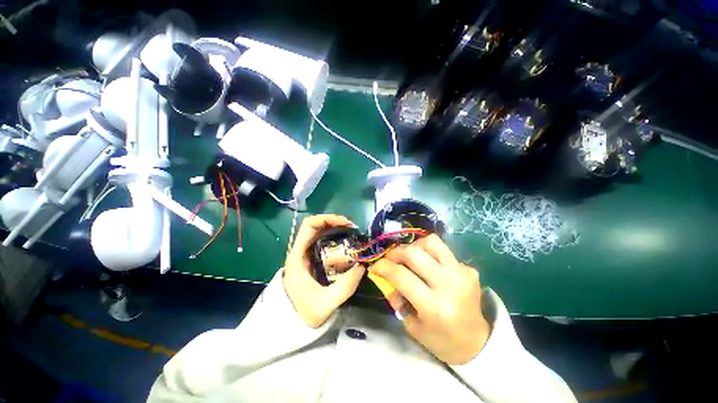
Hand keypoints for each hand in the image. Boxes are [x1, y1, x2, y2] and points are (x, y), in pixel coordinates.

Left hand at [283, 214, 364, 327]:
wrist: (291, 322)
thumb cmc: (303, 312)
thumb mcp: (325, 303)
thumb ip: (346, 287)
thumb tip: (363, 265)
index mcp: (298, 256)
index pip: (309, 225)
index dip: (327, 219)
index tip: (345, 224)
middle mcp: (300, 250)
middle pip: (316, 225)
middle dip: (335, 222)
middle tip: (352, 228)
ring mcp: (306, 253)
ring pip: (320, 231)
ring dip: (336, 228)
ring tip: (352, 232)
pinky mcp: (312, 257)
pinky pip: (323, 240)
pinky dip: (335, 236)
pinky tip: (347, 241)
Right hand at [369, 234, 489, 364]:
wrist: (477, 342)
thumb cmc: (441, 340)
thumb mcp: (412, 325)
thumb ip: (396, 298)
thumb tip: (384, 275)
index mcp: (434, 307)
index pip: (401, 276)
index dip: (383, 266)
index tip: (375, 265)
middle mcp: (449, 286)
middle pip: (414, 253)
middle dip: (395, 252)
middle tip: (389, 258)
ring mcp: (462, 274)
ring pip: (431, 242)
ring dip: (414, 246)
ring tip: (409, 256)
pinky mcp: (469, 269)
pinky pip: (443, 250)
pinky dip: (430, 253)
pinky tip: (428, 265)